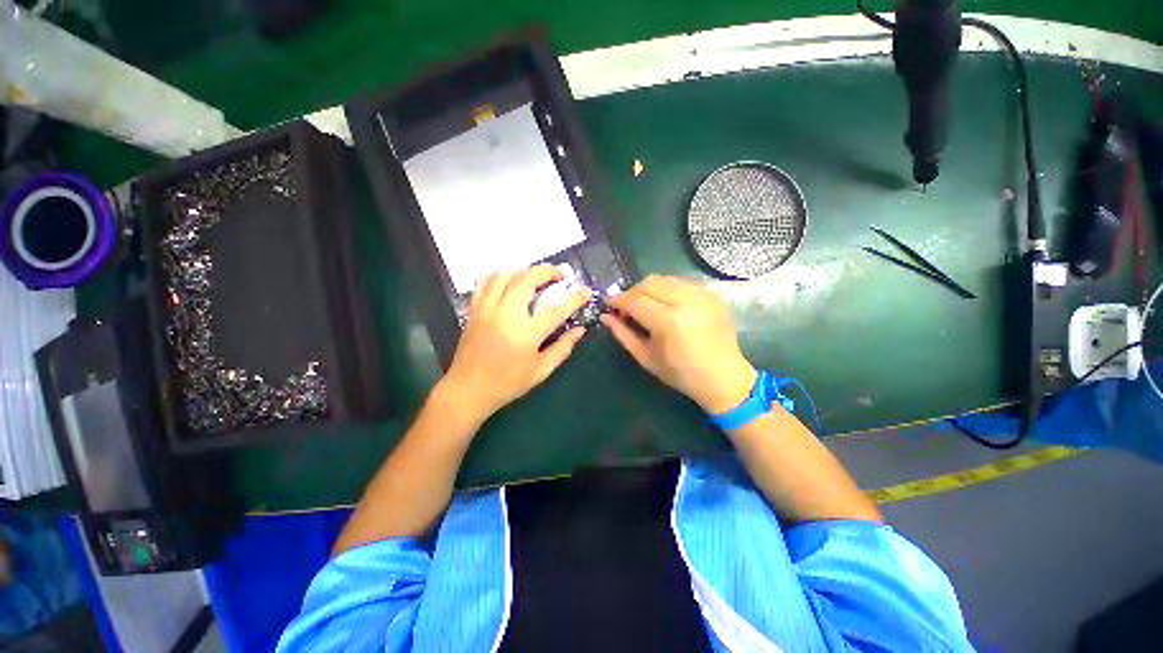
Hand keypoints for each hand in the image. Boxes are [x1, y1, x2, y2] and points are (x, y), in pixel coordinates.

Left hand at [441, 265, 589, 421]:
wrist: (468, 390)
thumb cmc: (507, 383)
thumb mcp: (540, 371)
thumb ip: (562, 348)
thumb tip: (580, 330)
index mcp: (526, 332)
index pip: (557, 309)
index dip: (575, 298)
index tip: (586, 291)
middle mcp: (506, 313)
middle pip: (528, 279)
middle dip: (547, 271)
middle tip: (560, 274)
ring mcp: (487, 308)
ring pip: (505, 274)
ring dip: (524, 269)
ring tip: (536, 276)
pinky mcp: (474, 309)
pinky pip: (485, 281)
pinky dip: (499, 274)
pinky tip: (508, 279)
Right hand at [603, 275, 755, 413]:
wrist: (723, 377)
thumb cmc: (680, 373)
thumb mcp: (646, 357)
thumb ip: (623, 333)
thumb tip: (606, 316)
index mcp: (668, 322)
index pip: (634, 300)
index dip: (618, 300)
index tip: (609, 304)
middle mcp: (686, 301)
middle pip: (648, 283)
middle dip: (632, 292)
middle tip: (628, 307)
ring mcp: (702, 295)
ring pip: (665, 279)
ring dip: (649, 289)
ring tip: (647, 306)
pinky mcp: (712, 294)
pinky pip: (681, 283)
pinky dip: (667, 290)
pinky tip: (667, 305)